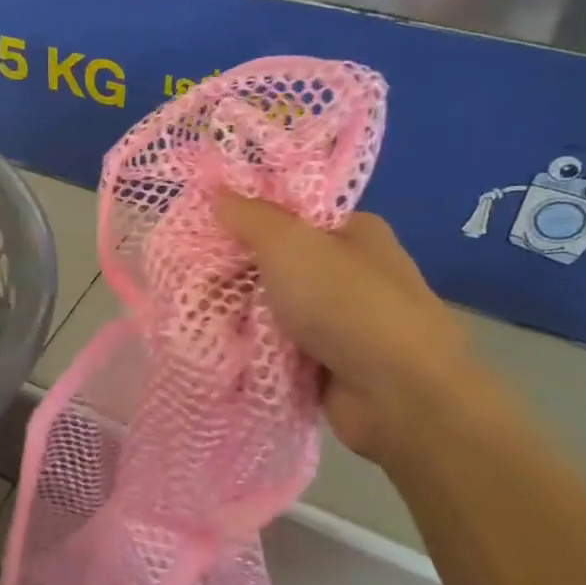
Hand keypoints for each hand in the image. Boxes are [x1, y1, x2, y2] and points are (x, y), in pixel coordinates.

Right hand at [213, 196, 486, 462]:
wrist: (397, 394)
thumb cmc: (346, 303)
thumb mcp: (290, 245)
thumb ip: (250, 217)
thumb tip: (217, 190)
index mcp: (352, 232)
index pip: (289, 214)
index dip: (244, 219)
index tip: (201, 229)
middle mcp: (348, 273)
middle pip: (275, 264)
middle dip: (234, 274)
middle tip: (187, 278)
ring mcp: (338, 321)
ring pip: (272, 309)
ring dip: (239, 316)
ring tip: (192, 316)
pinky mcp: (326, 363)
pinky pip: (277, 348)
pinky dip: (252, 350)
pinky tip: (216, 348)